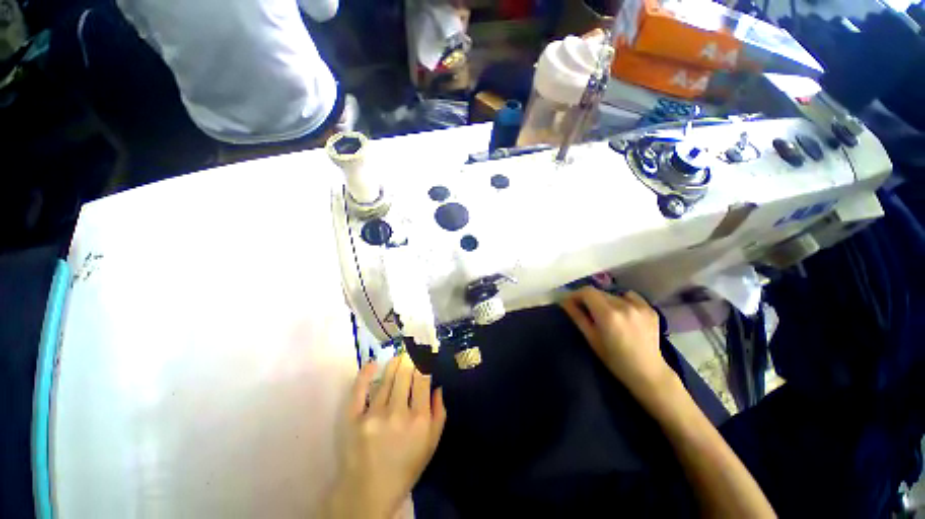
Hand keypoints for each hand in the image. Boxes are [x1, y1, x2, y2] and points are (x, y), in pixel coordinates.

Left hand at [323, 353, 446, 518]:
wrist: (369, 491)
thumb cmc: (406, 467)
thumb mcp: (431, 444)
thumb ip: (439, 413)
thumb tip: (437, 386)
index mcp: (419, 419)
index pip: (422, 379)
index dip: (423, 364)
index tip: (424, 356)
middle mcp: (397, 413)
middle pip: (405, 374)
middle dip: (409, 359)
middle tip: (411, 352)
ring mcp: (373, 414)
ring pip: (386, 379)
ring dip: (394, 364)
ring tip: (398, 356)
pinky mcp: (353, 419)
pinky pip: (359, 390)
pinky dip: (366, 374)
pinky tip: (372, 364)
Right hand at [561, 287, 674, 396]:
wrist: (648, 372)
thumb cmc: (614, 359)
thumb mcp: (591, 338)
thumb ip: (577, 316)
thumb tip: (564, 301)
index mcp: (608, 314)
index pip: (587, 292)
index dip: (576, 295)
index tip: (570, 303)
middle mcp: (624, 305)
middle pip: (599, 293)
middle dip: (589, 299)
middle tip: (585, 310)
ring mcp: (639, 306)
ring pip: (613, 295)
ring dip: (605, 301)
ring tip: (605, 314)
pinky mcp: (650, 309)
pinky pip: (630, 296)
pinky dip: (622, 300)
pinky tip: (622, 313)